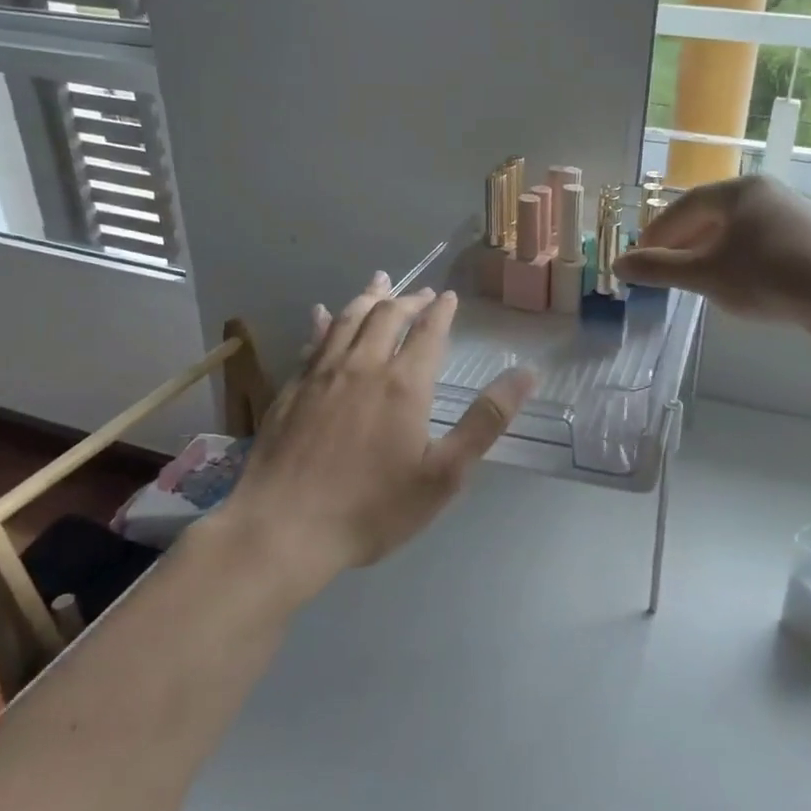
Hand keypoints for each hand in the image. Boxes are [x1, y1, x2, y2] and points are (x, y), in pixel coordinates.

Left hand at [222, 274, 534, 592]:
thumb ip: (485, 421)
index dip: (442, 311)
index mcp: (404, 383)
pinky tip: (322, 313)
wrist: (284, 528)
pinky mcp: (292, 388)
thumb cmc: (372, 506)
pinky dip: (324, 321)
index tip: (450, 297)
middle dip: (408, 300)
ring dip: (368, 297)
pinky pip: (313, 341)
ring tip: (380, 282)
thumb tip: (526, 374)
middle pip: (386, 316)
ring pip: (347, 319)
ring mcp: (321, 374)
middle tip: (422, 294)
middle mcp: (362, 366)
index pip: (428, 332)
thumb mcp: (444, 474)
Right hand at [613, 175, 810, 325]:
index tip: (640, 257)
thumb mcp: (705, 276)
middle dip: (683, 242)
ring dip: (711, 250)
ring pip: (738, 227)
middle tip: (665, 269)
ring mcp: (794, 209)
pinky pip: (763, 239)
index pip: (683, 207)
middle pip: (711, 214)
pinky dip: (740, 255)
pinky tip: (741, 280)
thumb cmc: (766, 279)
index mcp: (737, 190)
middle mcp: (766, 190)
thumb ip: (659, 269)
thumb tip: (618, 265)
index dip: (656, 233)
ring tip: (698, 277)